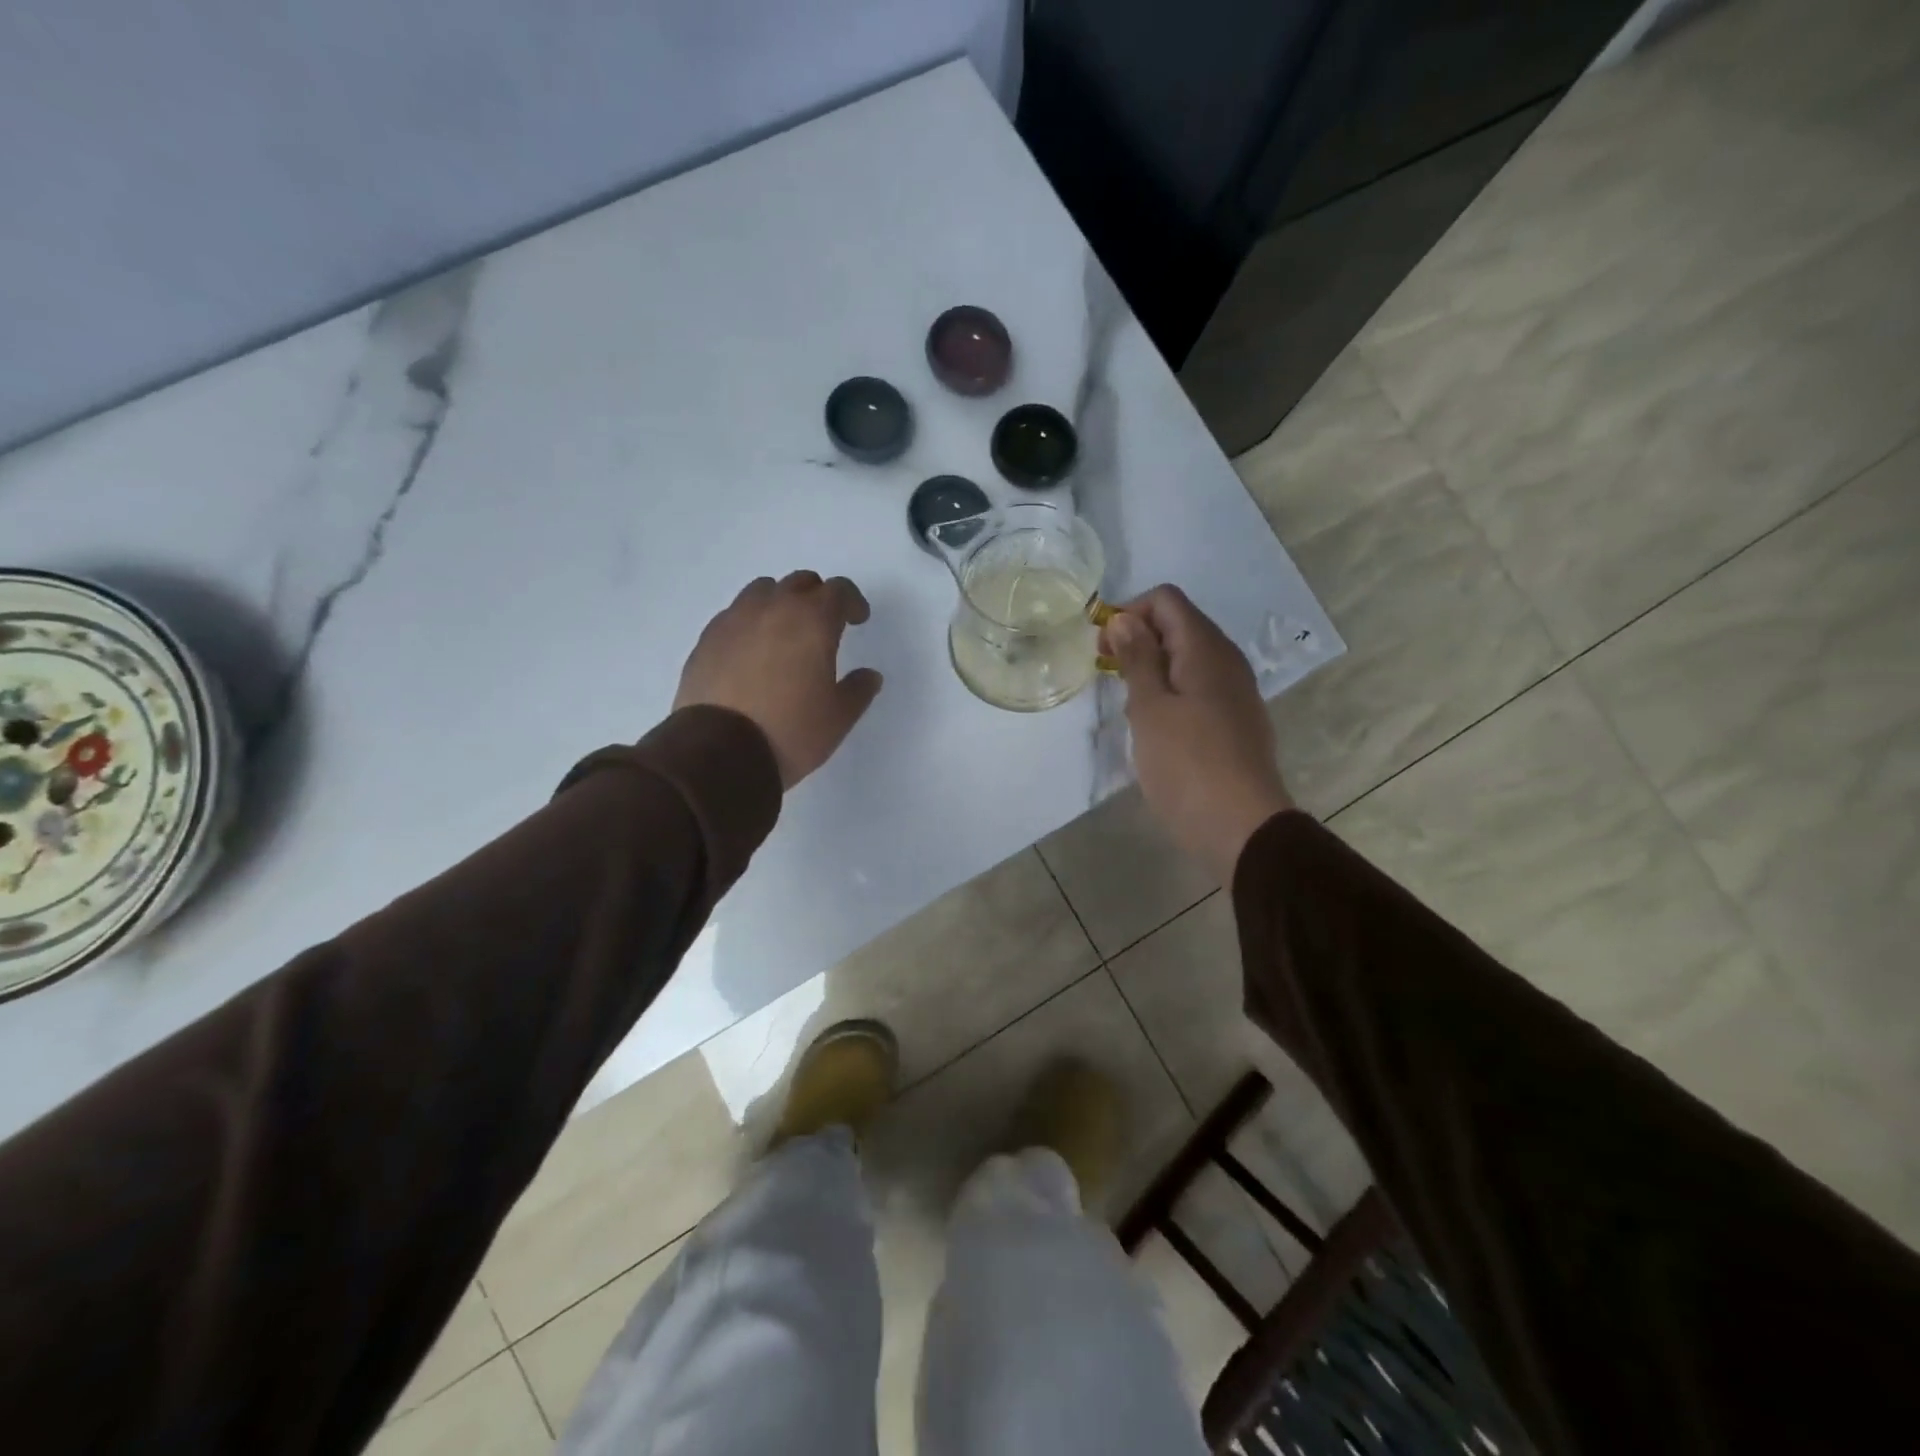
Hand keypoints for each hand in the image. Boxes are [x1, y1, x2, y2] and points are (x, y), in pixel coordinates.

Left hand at [674, 572, 883, 787]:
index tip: (858, 619)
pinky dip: (749, 623)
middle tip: (823, 624)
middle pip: (800, 583)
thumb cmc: (791, 732)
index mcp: (812, 621)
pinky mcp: (707, 639)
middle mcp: (773, 609)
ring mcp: (734, 620)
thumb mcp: (839, 717)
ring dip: (780, 602)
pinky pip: (734, 615)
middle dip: (817, 597)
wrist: (721, 752)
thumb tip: (869, 675)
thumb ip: (859, 689)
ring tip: (783, 632)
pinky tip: (751, 652)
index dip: (852, 602)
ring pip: (762, 591)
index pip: (838, 590)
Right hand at [1101, 585, 1294, 881]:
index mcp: (1206, 649)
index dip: (1129, 613)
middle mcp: (1226, 661)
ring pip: (1186, 660)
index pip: (1166, 600)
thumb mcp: (1150, 708)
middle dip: (1137, 642)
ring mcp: (1234, 693)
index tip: (1102, 649)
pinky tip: (1156, 731)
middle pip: (1177, 626)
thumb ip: (1137, 658)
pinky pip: (1197, 690)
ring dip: (1152, 672)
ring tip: (1130, 709)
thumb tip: (1124, 618)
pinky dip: (1171, 696)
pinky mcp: (1234, 722)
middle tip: (1109, 678)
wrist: (1241, 827)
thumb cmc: (1187, 765)